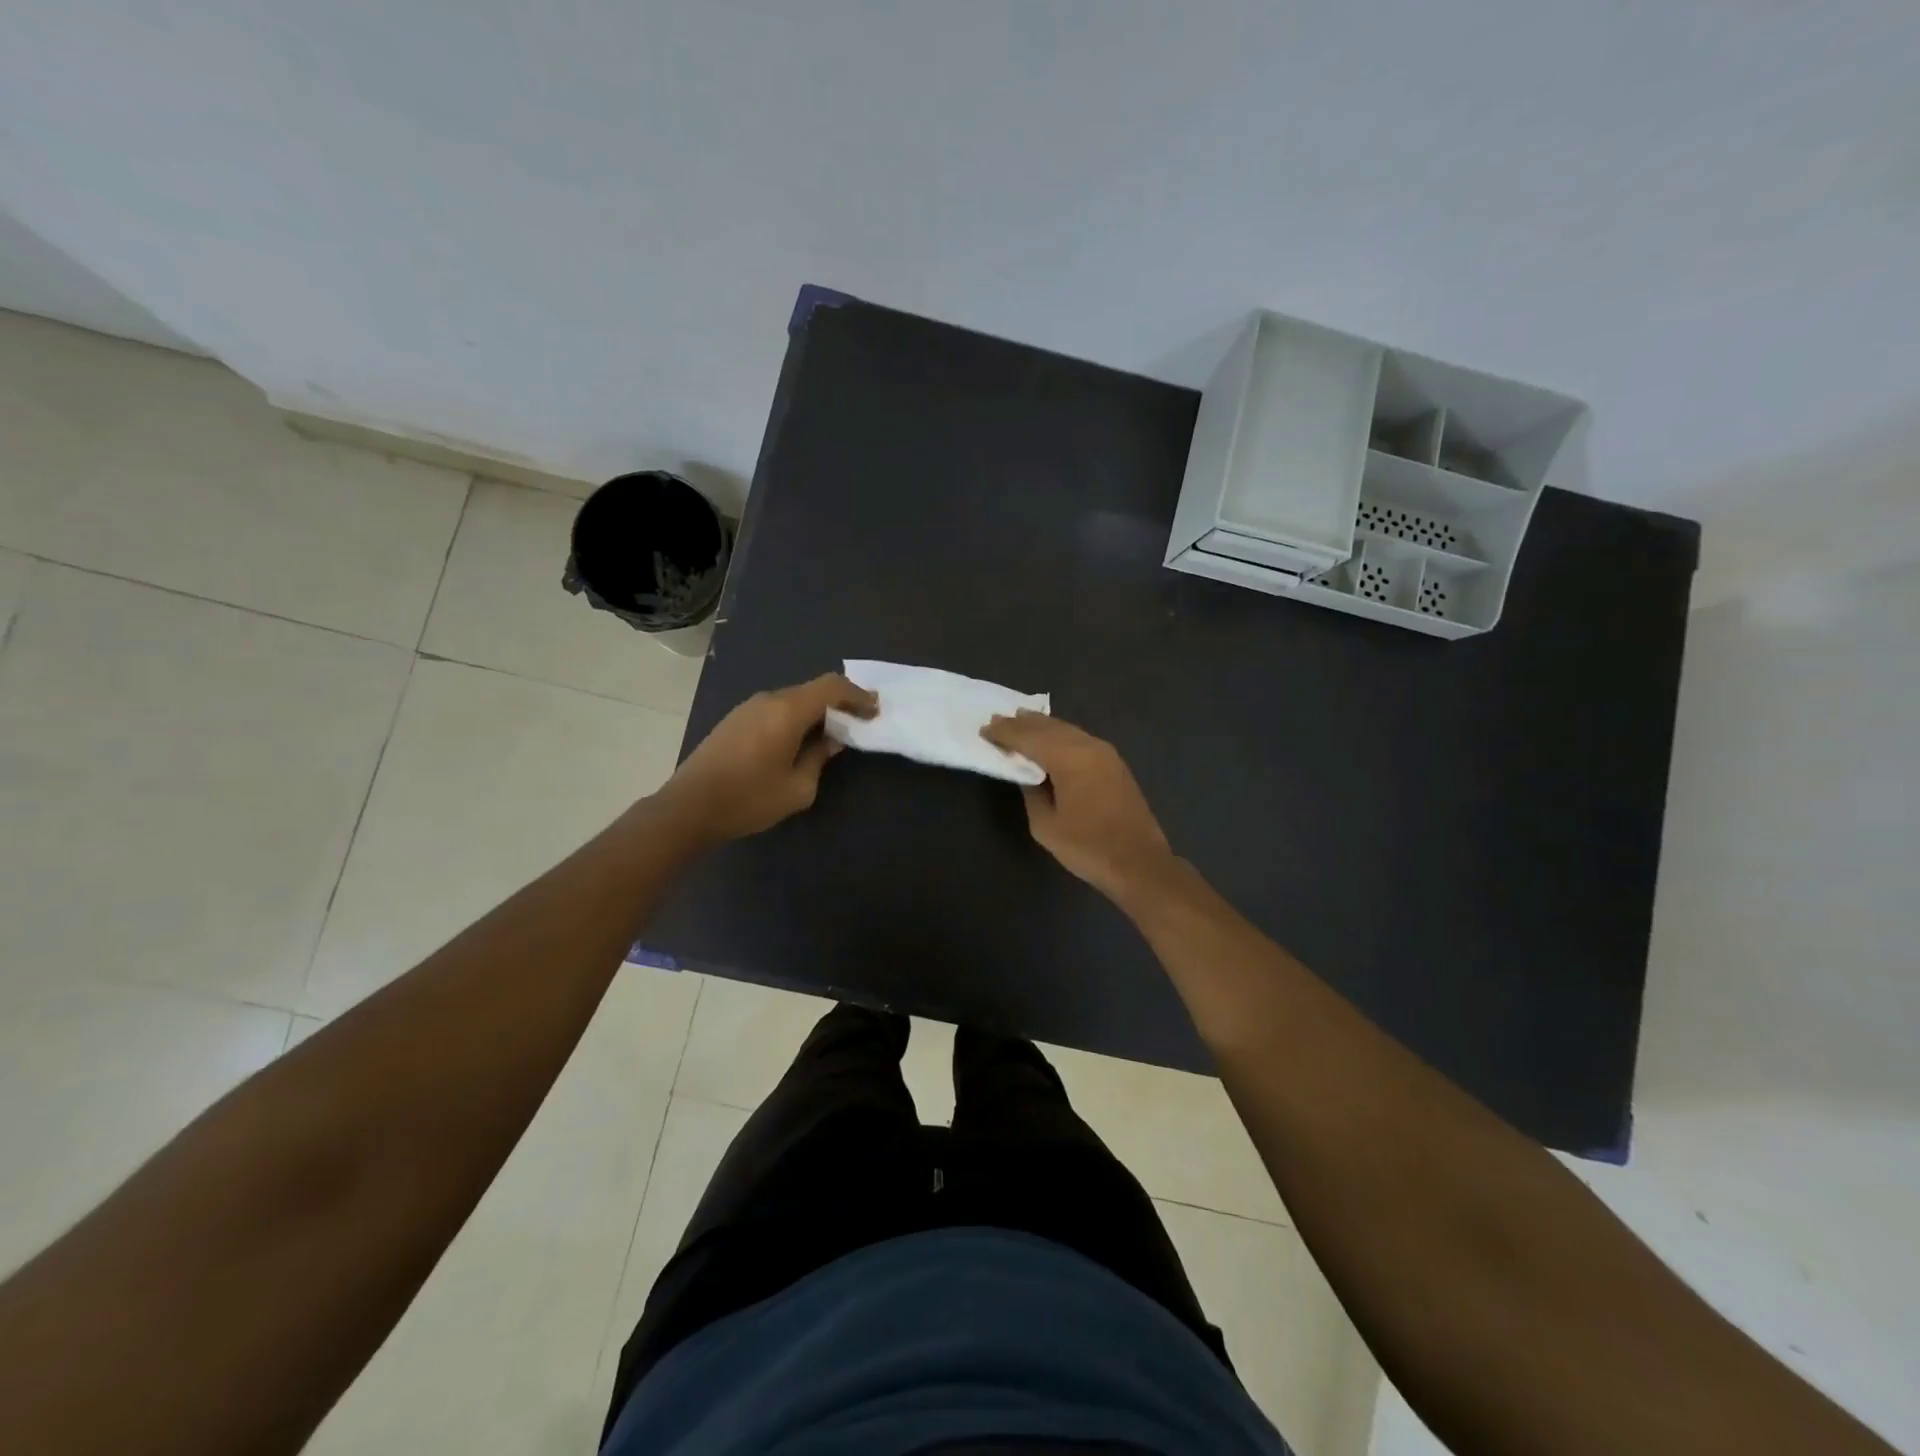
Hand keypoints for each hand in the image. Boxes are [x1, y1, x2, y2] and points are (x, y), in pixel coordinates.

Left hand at [661, 673, 876, 843]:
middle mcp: (768, 700)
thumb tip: (832, 741)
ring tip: (832, 734)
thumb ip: (820, 758)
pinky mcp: (734, 720)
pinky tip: (800, 741)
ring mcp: (748, 708)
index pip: (831, 687)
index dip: (858, 695)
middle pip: (812, 690)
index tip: (875, 710)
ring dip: (816, 712)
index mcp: (787, 711)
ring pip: (792, 700)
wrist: (688, 808)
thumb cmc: (748, 799)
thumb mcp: (797, 788)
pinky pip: (775, 710)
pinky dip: (796, 718)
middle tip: (859, 722)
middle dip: (839, 703)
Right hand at [980, 711, 1174, 899]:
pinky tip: (1051, 738)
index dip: (1005, 733)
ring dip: (1042, 726)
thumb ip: (1032, 793)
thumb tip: (1027, 775)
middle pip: (1049, 727)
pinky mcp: (1115, 764)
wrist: (1139, 863)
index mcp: (1069, 758)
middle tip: (998, 719)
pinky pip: (1080, 739)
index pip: (1029, 737)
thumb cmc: (1088, 847)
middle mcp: (1088, 746)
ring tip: (1020, 720)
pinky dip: (1060, 735)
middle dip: (1022, 723)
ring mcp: (1105, 753)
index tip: (984, 729)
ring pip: (1067, 730)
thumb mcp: (1045, 825)